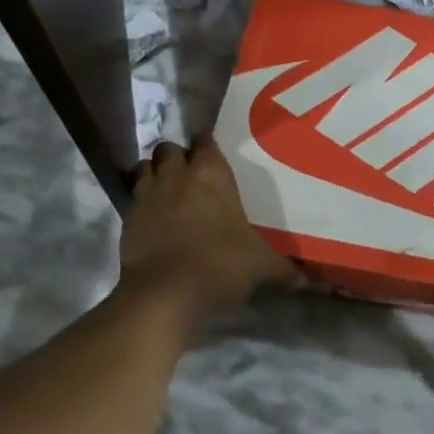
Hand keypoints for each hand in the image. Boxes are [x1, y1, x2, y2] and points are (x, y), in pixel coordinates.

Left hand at [118, 135, 300, 327]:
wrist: (164, 294)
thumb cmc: (220, 265)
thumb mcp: (261, 266)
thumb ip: (284, 269)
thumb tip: (307, 279)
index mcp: (212, 174)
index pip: (206, 140)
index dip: (207, 143)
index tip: (212, 152)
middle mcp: (178, 175)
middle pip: (169, 148)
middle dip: (177, 156)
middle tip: (188, 173)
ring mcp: (148, 195)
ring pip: (145, 167)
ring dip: (153, 173)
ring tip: (166, 190)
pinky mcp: (127, 219)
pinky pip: (132, 198)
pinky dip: (140, 202)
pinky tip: (151, 219)